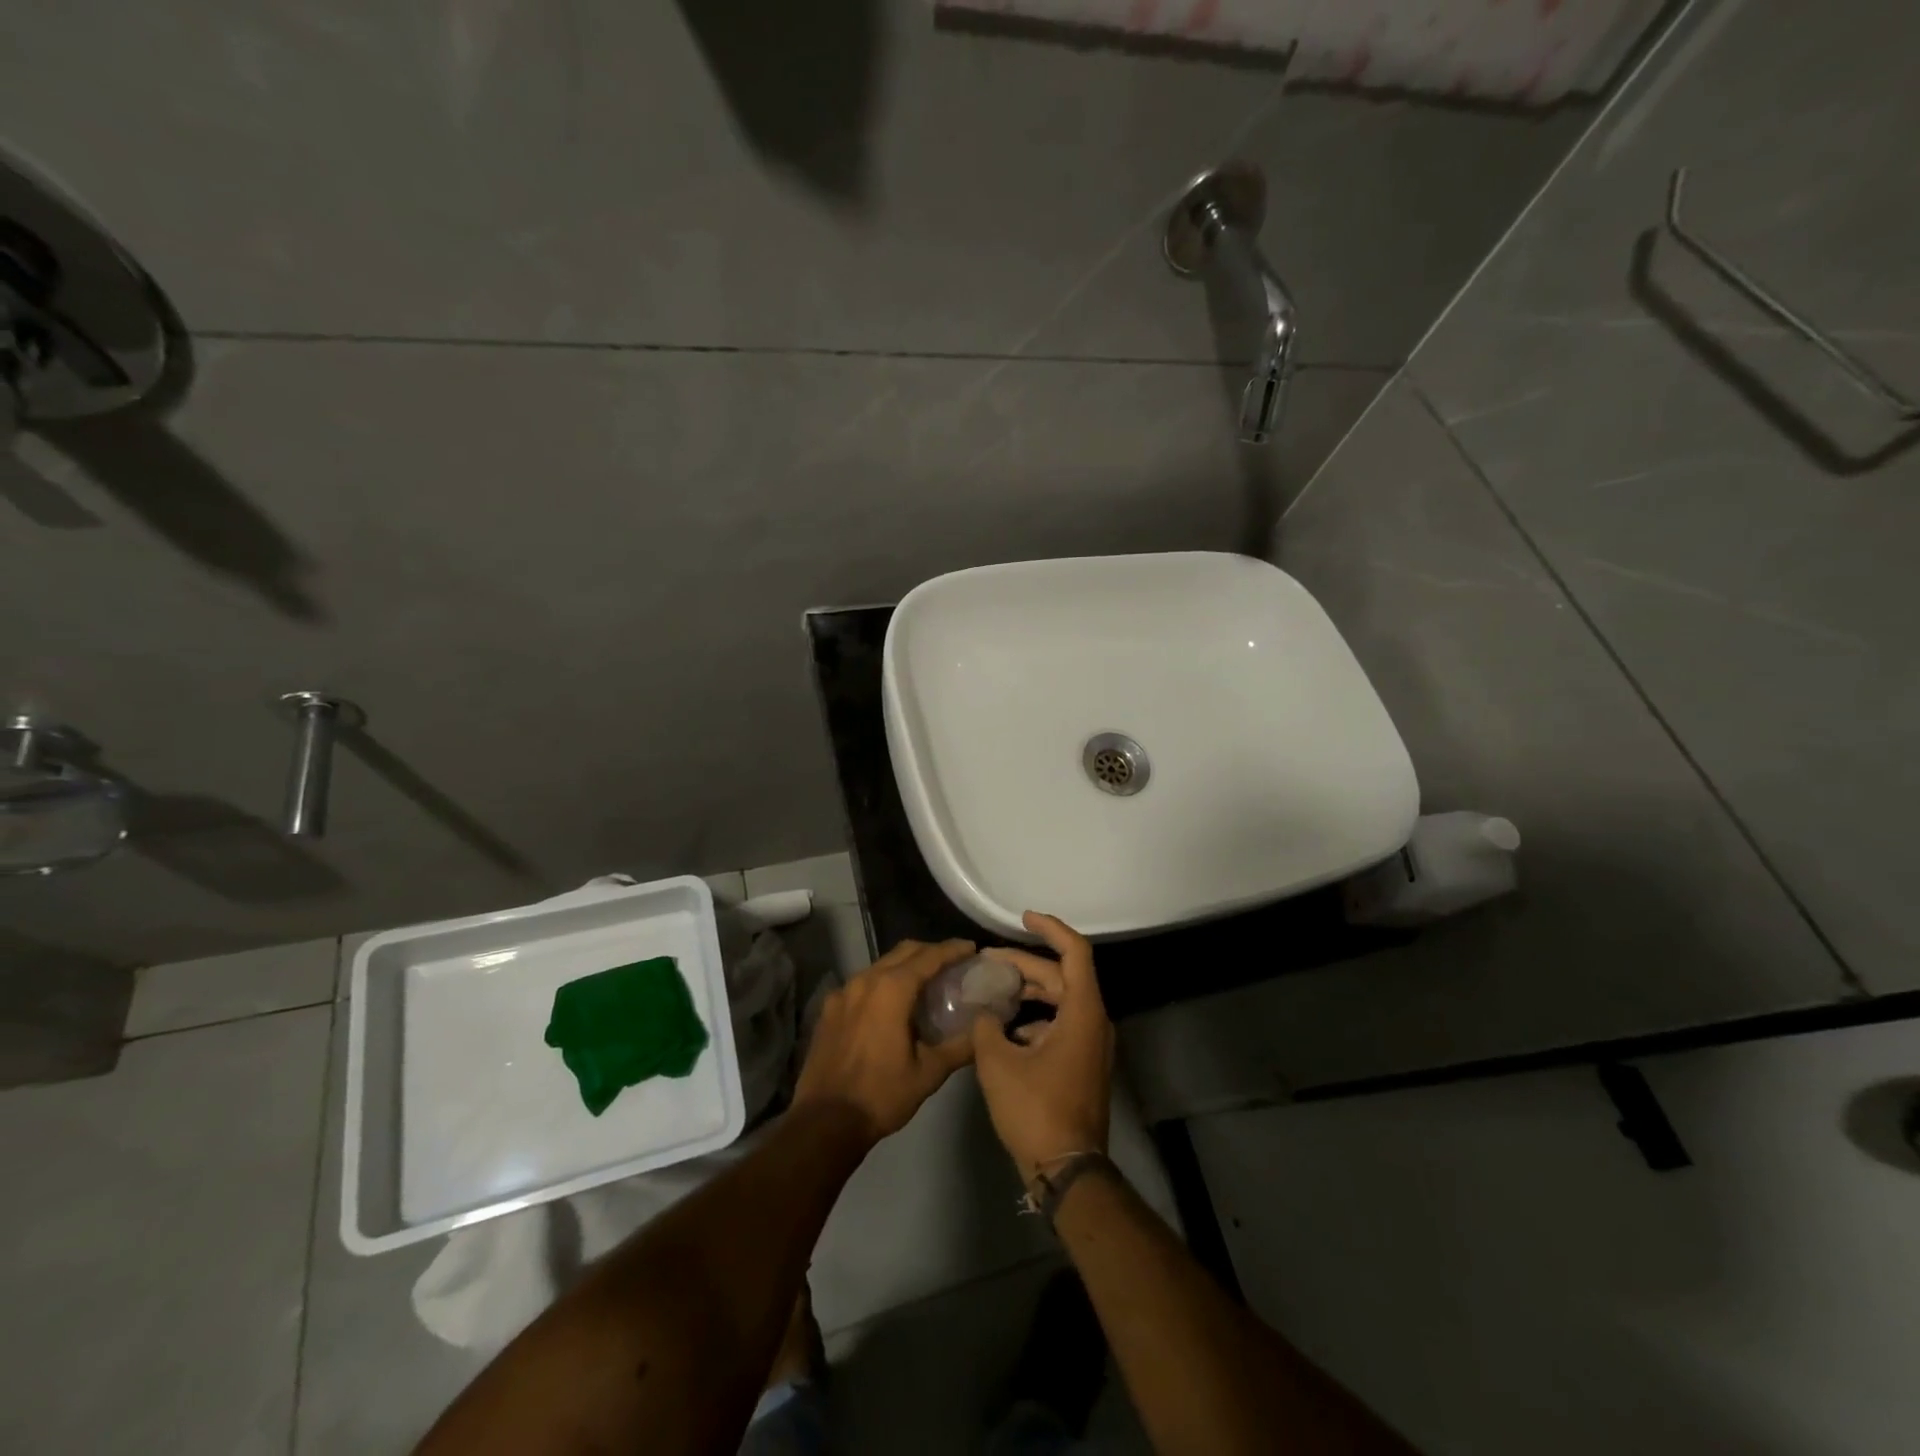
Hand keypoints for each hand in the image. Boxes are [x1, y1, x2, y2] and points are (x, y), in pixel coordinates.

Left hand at [792, 939, 978, 1145]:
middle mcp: (865, 980)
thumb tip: (985, 1030)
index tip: (971, 948)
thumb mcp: (929, 1073)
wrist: (824, 1122)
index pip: (929, 957)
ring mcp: (843, 992)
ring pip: (881, 965)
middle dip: (930, 952)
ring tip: (925, 982)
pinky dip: (883, 983)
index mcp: (892, 989)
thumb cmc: (881, 1094)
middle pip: (903, 952)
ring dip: (905, 966)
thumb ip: (960, 1046)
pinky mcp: (829, 1008)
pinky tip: (891, 1004)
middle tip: (953, 963)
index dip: (952, 949)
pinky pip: (862, 983)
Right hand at [971, 912, 1113, 1183]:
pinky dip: (1033, 1019)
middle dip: (1024, 964)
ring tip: (991, 989)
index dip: (1050, 928)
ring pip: (1059, 1002)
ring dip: (1027, 992)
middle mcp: (1094, 1022)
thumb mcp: (998, 1063)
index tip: (1023, 917)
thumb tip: (983, 1013)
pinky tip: (1003, 1029)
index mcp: (1083, 1012)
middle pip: (1061, 976)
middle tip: (988, 960)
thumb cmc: (1035, 1110)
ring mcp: (1091, 1045)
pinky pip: (1059, 1025)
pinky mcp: (1082, 1064)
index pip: (1074, 952)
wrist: (1067, 1171)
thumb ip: (986, 1027)